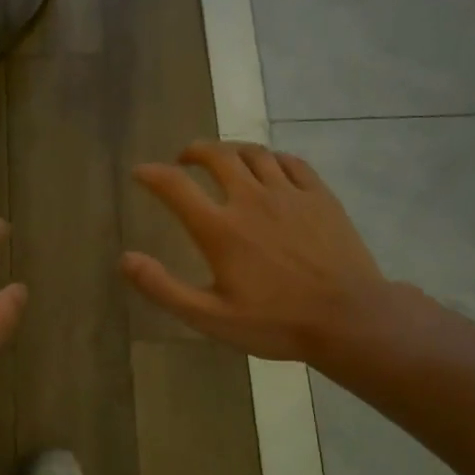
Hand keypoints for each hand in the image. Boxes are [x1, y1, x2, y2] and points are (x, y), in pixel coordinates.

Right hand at [123, 141, 409, 362]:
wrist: (348, 318)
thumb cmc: (275, 323)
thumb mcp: (210, 317)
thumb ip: (164, 288)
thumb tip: (125, 259)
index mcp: (220, 229)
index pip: (175, 187)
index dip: (152, 175)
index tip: (140, 173)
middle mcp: (251, 199)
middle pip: (217, 156)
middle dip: (194, 152)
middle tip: (185, 159)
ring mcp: (289, 193)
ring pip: (254, 153)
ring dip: (231, 151)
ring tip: (223, 159)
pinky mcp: (320, 196)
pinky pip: (291, 162)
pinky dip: (271, 157)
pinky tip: (269, 167)